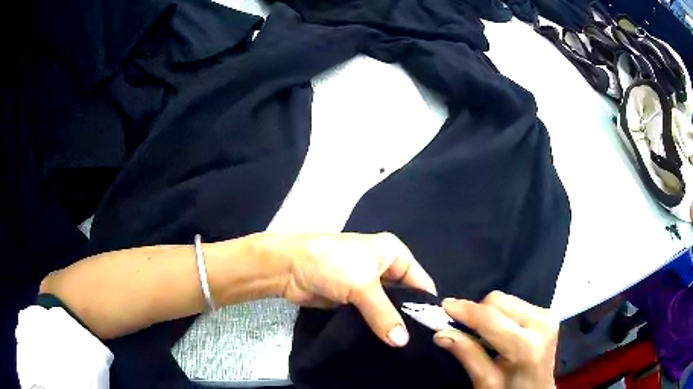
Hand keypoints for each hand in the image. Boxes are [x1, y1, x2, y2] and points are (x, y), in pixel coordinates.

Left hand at [258, 232, 436, 346]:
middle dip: (409, 317)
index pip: (420, 281)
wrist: (288, 267)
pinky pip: (370, 316)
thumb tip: (402, 342)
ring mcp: (367, 286)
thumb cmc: (331, 264)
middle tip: (419, 345)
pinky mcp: (352, 300)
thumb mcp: (362, 286)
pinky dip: (375, 328)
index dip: (427, 304)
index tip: (433, 330)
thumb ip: (384, 314)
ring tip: (404, 349)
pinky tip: (384, 345)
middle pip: (404, 296)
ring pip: (386, 308)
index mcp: (393, 254)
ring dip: (391, 325)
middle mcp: (383, 268)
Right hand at [434, 292, 557, 388]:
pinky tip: (501, 331)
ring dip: (489, 313)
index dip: (465, 310)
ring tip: (485, 334)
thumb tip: (441, 333)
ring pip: (506, 299)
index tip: (444, 306)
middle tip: (465, 331)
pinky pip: (516, 303)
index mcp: (526, 346)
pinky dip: (502, 314)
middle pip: (498, 301)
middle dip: (478, 313)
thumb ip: (468, 355)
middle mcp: (541, 323)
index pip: (490, 318)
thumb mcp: (486, 382)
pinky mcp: (548, 313)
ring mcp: (547, 315)